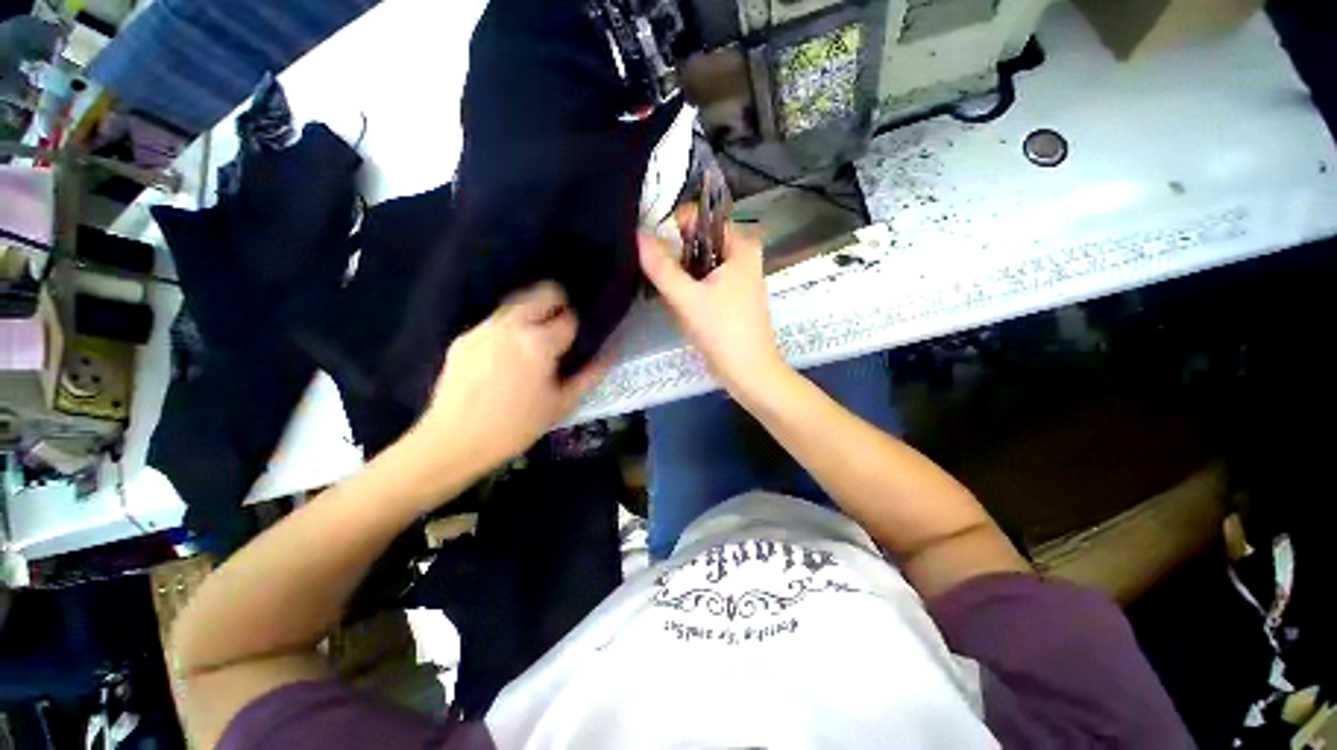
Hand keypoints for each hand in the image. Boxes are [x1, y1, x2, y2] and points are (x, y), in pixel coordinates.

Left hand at [414, 282, 605, 468]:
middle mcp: (511, 326)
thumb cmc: (516, 426)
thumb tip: (609, 356)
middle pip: (541, 294)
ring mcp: (484, 329)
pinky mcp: (464, 338)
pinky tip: (507, 351)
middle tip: (561, 324)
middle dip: (557, 302)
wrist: (454, 441)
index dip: (576, 327)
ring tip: (534, 337)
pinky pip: (494, 321)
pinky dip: (508, 327)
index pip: (568, 318)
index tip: (576, 339)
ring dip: (532, 312)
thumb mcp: (561, 405)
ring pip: (516, 303)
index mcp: (539, 343)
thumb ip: (589, 376)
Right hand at [639, 212, 786, 394]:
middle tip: (660, 278)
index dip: (674, 227)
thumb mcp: (687, 298)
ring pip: (699, 264)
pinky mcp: (732, 296)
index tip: (653, 247)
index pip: (701, 218)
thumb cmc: (723, 332)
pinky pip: (704, 282)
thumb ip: (661, 267)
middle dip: (675, 258)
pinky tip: (681, 308)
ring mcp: (739, 278)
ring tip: (670, 297)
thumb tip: (638, 235)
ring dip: (681, 277)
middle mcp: (743, 256)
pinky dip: (690, 289)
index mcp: (741, 246)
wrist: (749, 372)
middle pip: (698, 242)